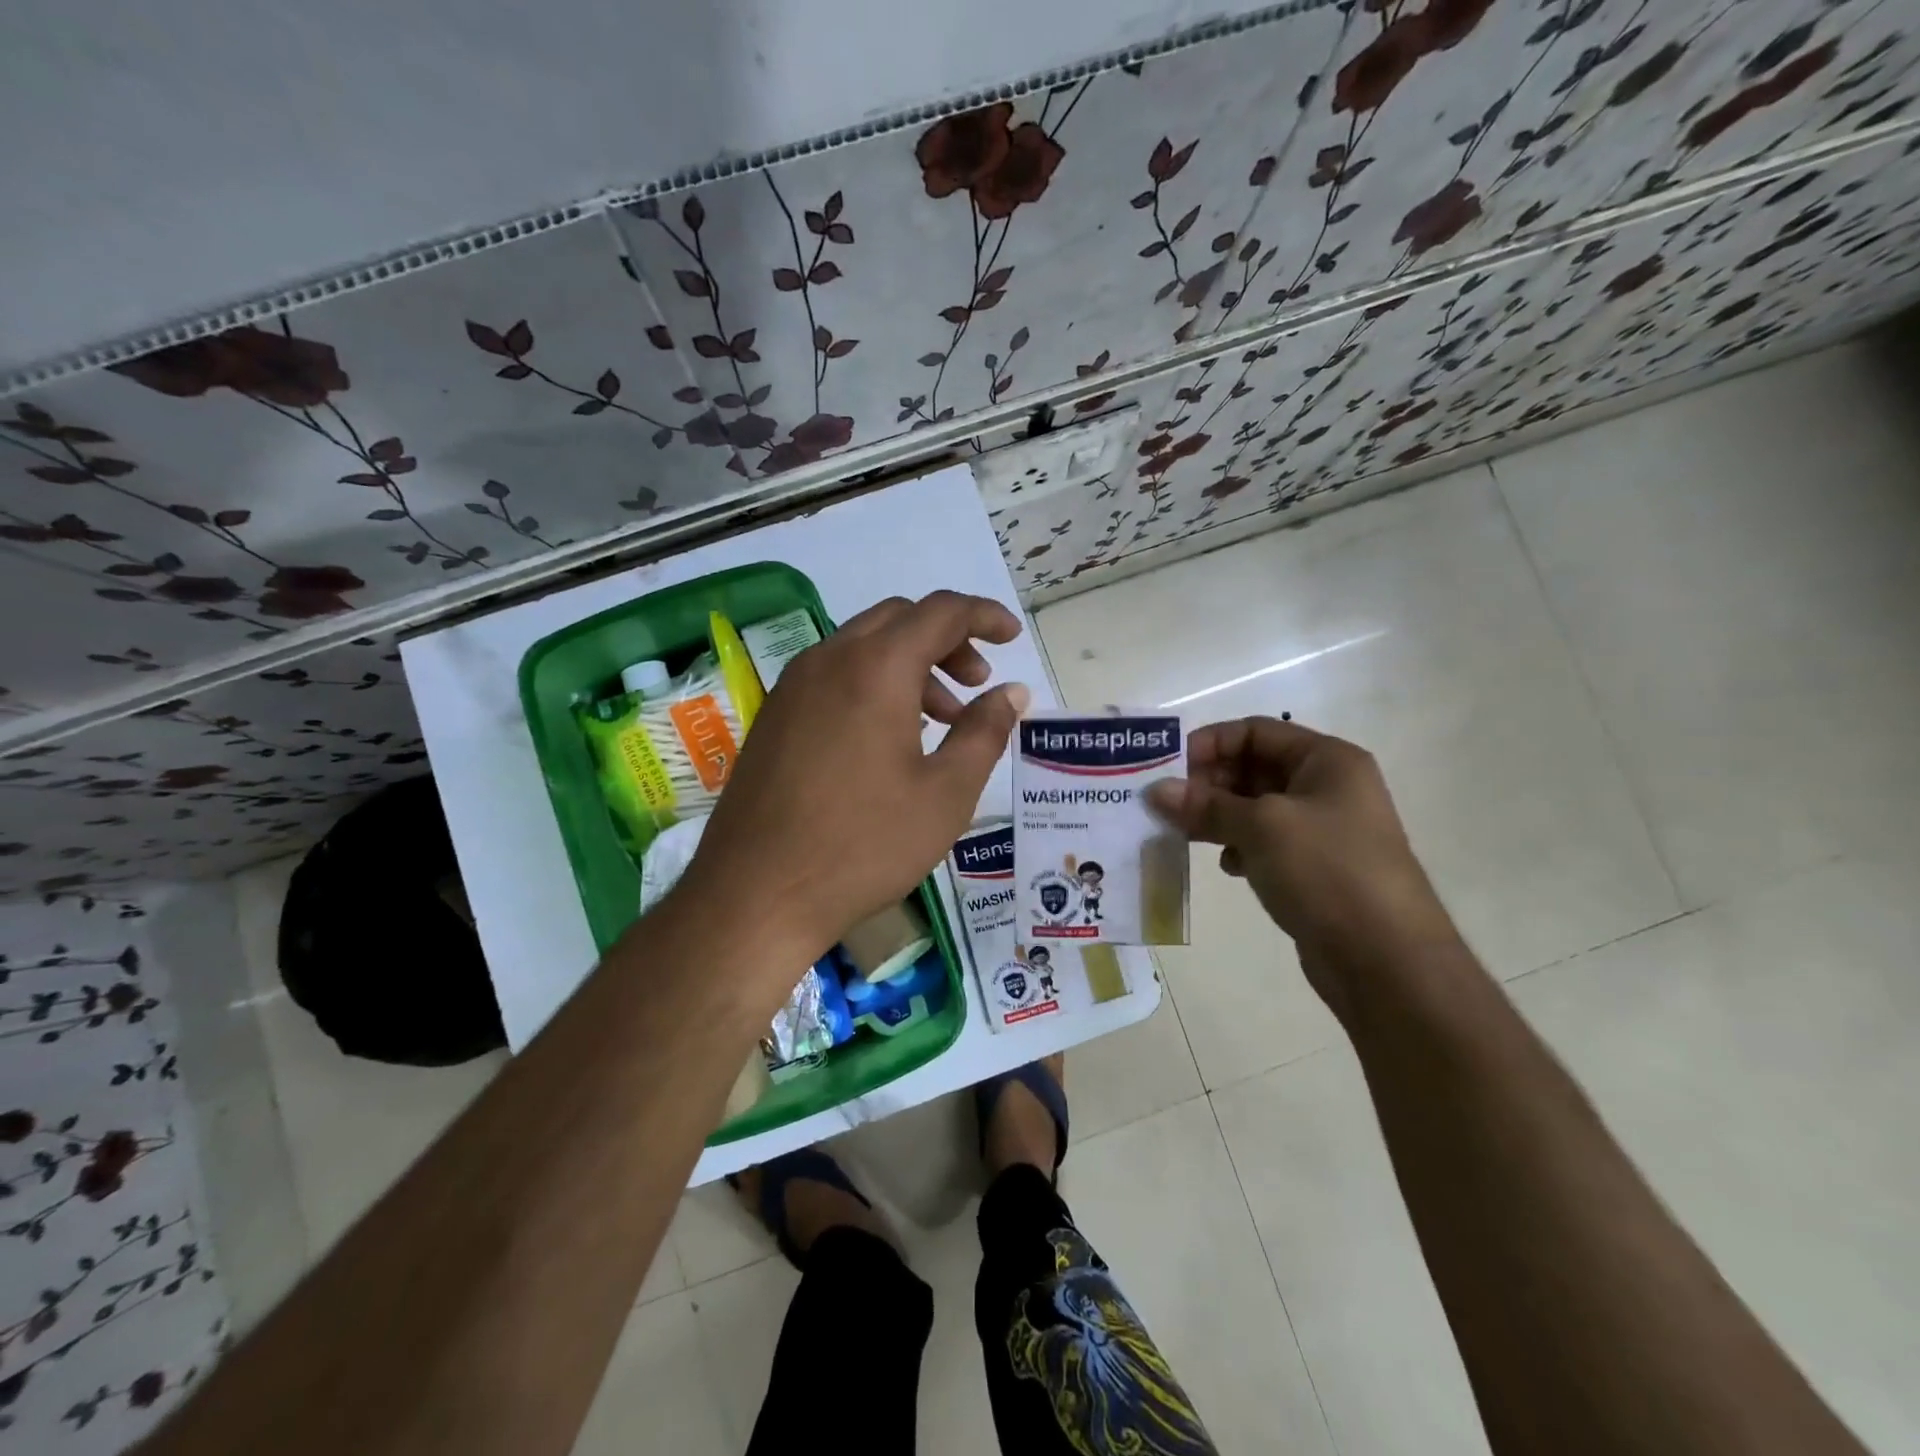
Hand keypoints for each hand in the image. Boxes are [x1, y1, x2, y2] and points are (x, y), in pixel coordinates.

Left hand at [679, 591, 1028, 1001]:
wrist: (756, 894)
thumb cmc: (864, 844)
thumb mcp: (946, 793)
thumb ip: (985, 732)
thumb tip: (1011, 692)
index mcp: (876, 668)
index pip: (941, 612)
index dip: (984, 616)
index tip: (1012, 637)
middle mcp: (829, 660)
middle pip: (899, 620)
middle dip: (947, 640)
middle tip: (976, 682)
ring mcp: (792, 687)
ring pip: (863, 647)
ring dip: (910, 665)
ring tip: (940, 721)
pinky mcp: (774, 717)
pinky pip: (834, 676)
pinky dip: (873, 685)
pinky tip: (888, 740)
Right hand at [1146, 717, 1456, 1013]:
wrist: (1386, 959)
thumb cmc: (1327, 871)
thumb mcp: (1262, 827)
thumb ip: (1206, 805)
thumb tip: (1156, 790)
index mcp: (1327, 760)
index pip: (1256, 731)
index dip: (1210, 743)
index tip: (1167, 768)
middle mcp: (1327, 787)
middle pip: (1253, 767)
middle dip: (1208, 783)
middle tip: (1167, 805)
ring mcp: (1322, 830)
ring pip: (1254, 808)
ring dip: (1216, 816)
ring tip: (1182, 834)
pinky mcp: (1313, 868)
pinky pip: (1264, 843)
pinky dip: (1238, 846)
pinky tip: (1227, 866)